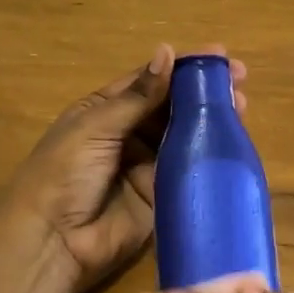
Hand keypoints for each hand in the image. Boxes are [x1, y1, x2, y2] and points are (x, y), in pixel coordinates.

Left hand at [4, 45, 247, 292]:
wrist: (52, 241)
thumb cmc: (63, 172)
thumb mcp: (97, 126)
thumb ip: (138, 96)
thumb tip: (167, 51)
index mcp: (105, 109)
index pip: (150, 80)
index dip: (182, 66)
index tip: (218, 55)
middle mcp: (128, 133)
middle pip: (171, 105)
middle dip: (203, 90)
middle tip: (239, 79)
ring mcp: (146, 164)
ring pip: (184, 133)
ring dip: (210, 117)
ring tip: (241, 104)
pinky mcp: (161, 194)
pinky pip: (187, 168)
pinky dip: (208, 153)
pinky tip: (232, 139)